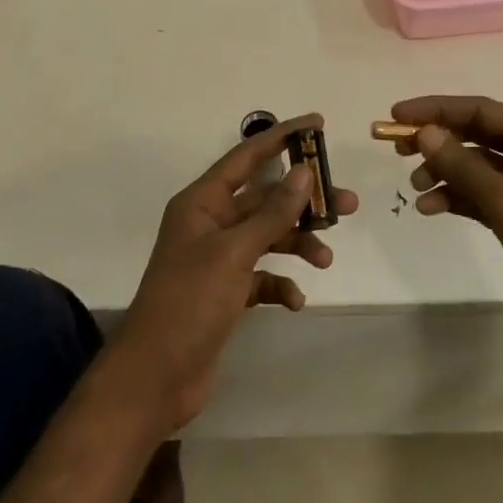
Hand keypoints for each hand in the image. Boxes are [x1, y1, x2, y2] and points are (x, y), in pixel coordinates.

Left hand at [113, 114, 358, 431]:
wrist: (154, 378)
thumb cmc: (189, 303)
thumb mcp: (234, 253)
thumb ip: (273, 212)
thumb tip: (305, 171)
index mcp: (202, 202)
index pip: (247, 156)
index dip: (282, 137)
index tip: (318, 124)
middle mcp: (210, 223)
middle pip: (266, 199)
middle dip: (304, 202)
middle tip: (347, 205)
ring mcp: (218, 259)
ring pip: (268, 236)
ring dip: (298, 244)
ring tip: (326, 259)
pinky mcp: (226, 292)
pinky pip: (262, 276)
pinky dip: (281, 283)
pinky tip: (295, 301)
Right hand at [393, 96, 502, 353]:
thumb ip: (463, 165)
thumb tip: (424, 132)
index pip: (482, 110)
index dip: (438, 109)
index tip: (399, 115)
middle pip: (476, 135)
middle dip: (437, 139)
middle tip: (398, 148)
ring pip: (475, 167)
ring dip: (443, 172)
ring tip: (415, 187)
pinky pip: (478, 195)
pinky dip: (454, 197)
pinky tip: (429, 207)